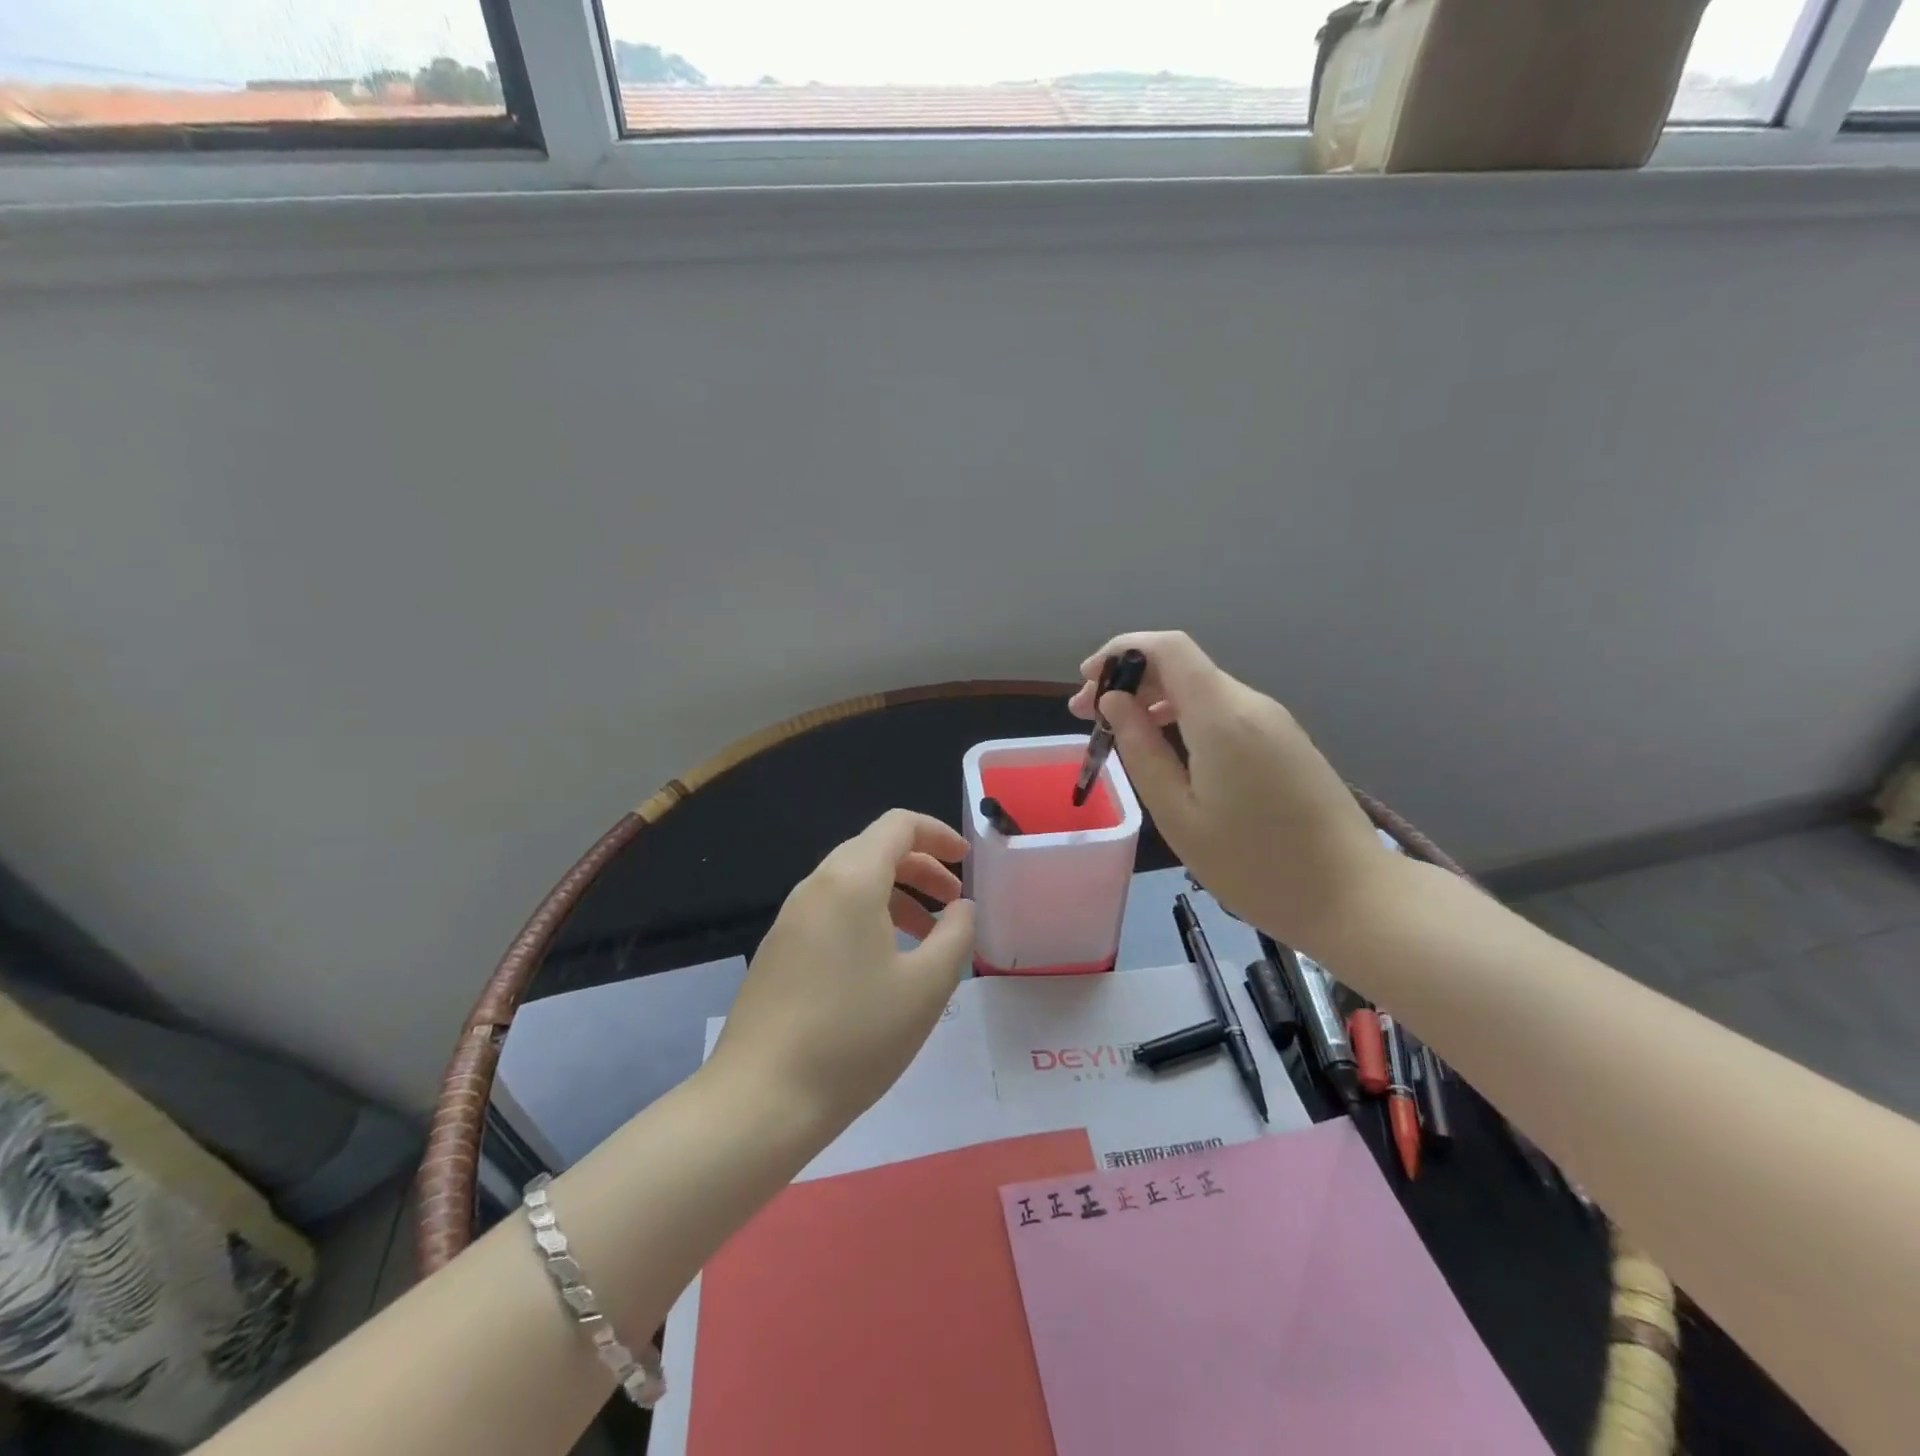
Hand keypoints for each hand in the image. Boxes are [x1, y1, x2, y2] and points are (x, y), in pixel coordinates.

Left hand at [709, 809, 976, 1134]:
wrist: (761, 1099)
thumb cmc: (855, 1037)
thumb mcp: (926, 986)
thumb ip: (956, 934)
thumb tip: (961, 908)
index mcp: (850, 880)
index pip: (898, 825)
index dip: (938, 834)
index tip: (967, 862)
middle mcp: (815, 886)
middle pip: (874, 850)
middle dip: (921, 867)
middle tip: (954, 903)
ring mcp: (790, 918)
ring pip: (852, 883)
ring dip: (896, 895)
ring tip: (927, 938)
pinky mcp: (778, 950)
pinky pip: (832, 912)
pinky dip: (867, 917)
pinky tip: (884, 965)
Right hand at [1070, 631, 1394, 950]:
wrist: (1352, 897)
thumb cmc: (1253, 865)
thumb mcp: (1178, 814)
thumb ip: (1142, 749)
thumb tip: (1115, 702)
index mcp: (1221, 716)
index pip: (1167, 648)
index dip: (1120, 652)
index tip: (1086, 685)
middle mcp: (1250, 704)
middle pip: (1182, 665)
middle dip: (1129, 680)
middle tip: (1089, 717)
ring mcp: (1273, 721)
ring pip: (1201, 688)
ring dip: (1155, 700)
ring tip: (1119, 735)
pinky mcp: (1284, 741)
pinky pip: (1223, 711)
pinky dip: (1184, 717)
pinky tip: (1166, 750)